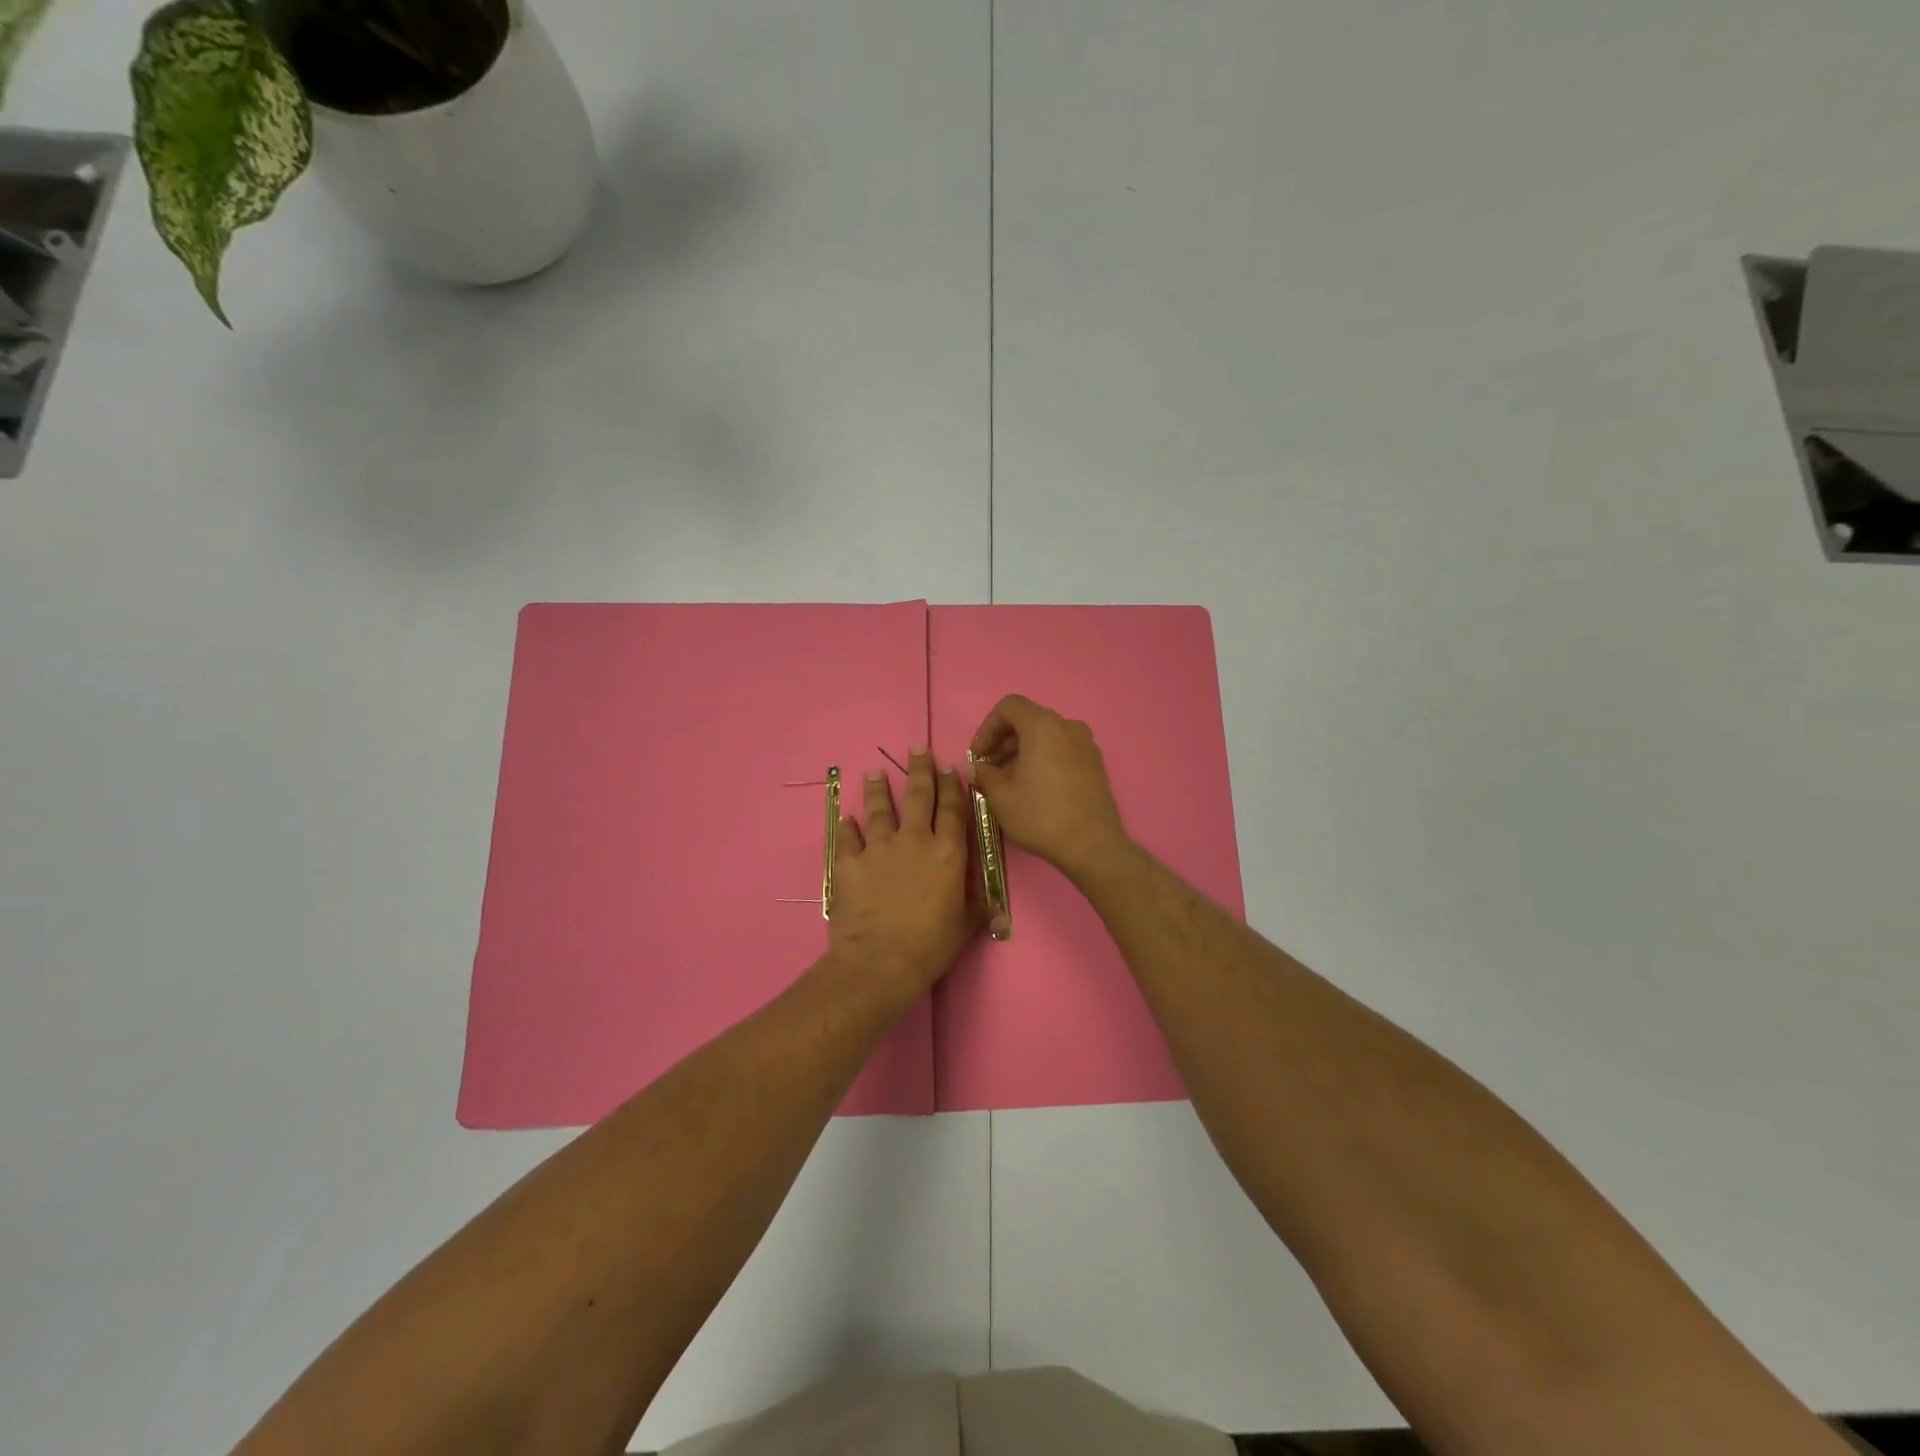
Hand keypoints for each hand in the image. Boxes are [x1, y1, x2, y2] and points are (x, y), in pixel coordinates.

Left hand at [826, 747, 981, 1000]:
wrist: (880, 960)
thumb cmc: (930, 945)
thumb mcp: (964, 927)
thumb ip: (979, 911)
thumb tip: (1000, 913)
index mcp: (947, 852)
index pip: (952, 809)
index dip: (951, 785)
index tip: (949, 766)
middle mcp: (914, 840)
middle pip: (918, 796)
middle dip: (919, 769)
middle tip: (917, 748)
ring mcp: (878, 848)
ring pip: (879, 809)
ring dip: (878, 789)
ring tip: (874, 772)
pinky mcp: (850, 862)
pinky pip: (847, 838)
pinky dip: (847, 827)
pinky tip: (846, 818)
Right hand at [968, 695, 1128, 879]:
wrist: (1091, 845)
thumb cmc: (1041, 816)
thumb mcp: (1000, 797)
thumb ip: (984, 774)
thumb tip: (979, 768)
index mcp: (1042, 726)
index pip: (1009, 706)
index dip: (987, 728)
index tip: (978, 756)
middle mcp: (1067, 726)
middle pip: (1028, 719)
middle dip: (1004, 740)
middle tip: (990, 768)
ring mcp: (1086, 744)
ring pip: (1046, 735)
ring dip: (1023, 750)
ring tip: (1010, 780)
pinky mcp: (1095, 763)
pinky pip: (1063, 748)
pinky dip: (1044, 757)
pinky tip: (1035, 786)